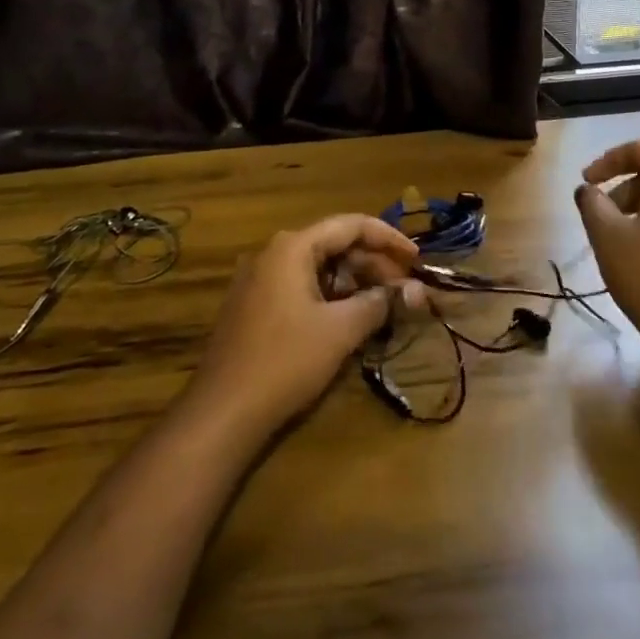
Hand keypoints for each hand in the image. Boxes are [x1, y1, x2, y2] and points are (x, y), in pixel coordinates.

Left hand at [188, 214, 420, 433]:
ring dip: (354, 282)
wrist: (222, 413)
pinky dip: (331, 296)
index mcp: (293, 246)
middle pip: (335, 244)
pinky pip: (302, 286)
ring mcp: (260, 279)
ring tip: (384, 305)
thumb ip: (381, 303)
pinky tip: (351, 319)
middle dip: (373, 264)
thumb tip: (417, 291)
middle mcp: (274, 253)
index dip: (389, 238)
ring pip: (319, 267)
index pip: (352, 225)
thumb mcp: (340, 330)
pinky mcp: (255, 306)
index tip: (417, 259)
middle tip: (405, 289)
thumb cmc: (285, 361)